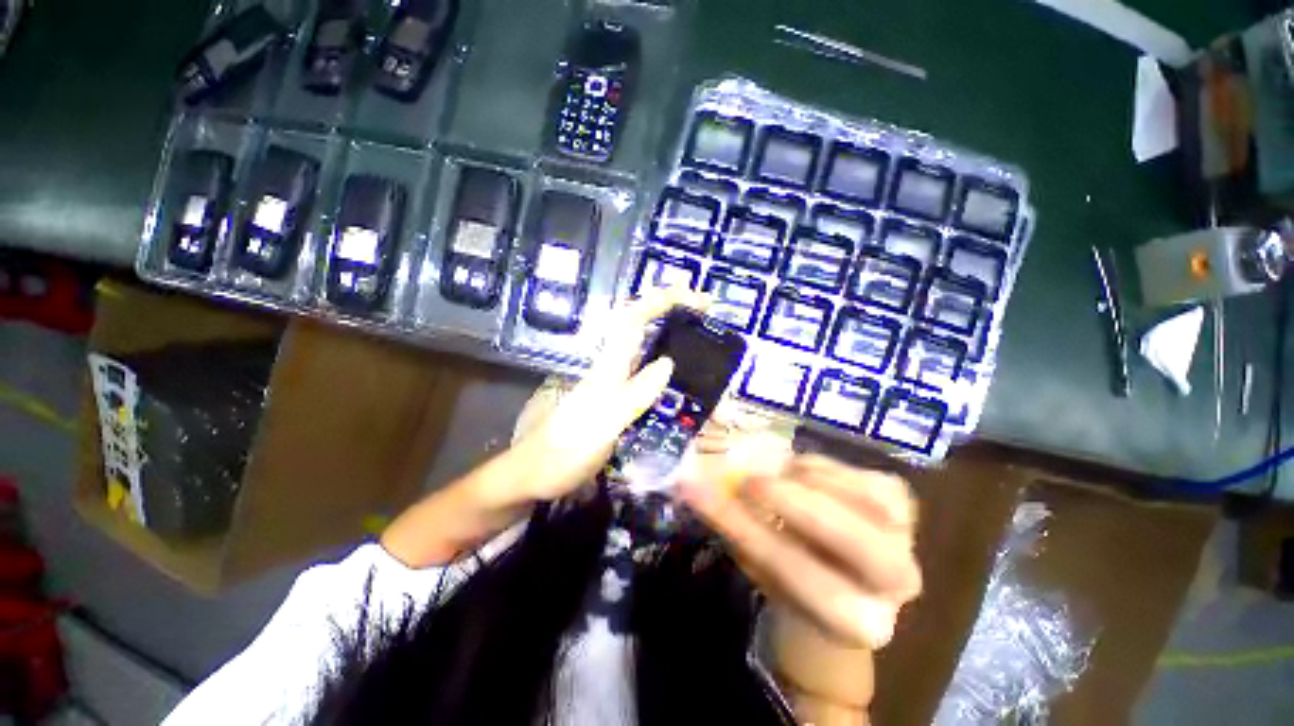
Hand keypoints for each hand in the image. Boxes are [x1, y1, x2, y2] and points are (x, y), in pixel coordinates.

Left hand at [383, 288, 706, 566]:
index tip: (693, 296)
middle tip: (704, 307)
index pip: (633, 320)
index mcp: (606, 369)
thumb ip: (633, 397)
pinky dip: (663, 358)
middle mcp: (610, 368)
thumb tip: (668, 363)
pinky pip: (643, 369)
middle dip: (669, 307)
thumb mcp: (601, 429)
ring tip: (698, 328)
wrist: (533, 475)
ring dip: (668, 328)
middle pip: (639, 324)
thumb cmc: (562, 454)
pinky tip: (677, 369)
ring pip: (642, 344)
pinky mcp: (614, 398)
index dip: (661, 301)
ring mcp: (612, 382)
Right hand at [679, 455, 920, 649]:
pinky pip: (868, 477)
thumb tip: (687, 483)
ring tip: (775, 472)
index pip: (793, 571)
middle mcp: (895, 586)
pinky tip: (801, 471)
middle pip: (859, 545)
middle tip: (751, 481)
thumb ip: (732, 525)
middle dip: (799, 505)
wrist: (843, 581)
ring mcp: (907, 538)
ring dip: (810, 479)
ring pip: (869, 501)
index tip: (701, 490)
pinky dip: (827, 467)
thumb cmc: (793, 578)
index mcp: (852, 619)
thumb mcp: (757, 562)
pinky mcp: (903, 504)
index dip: (745, 527)